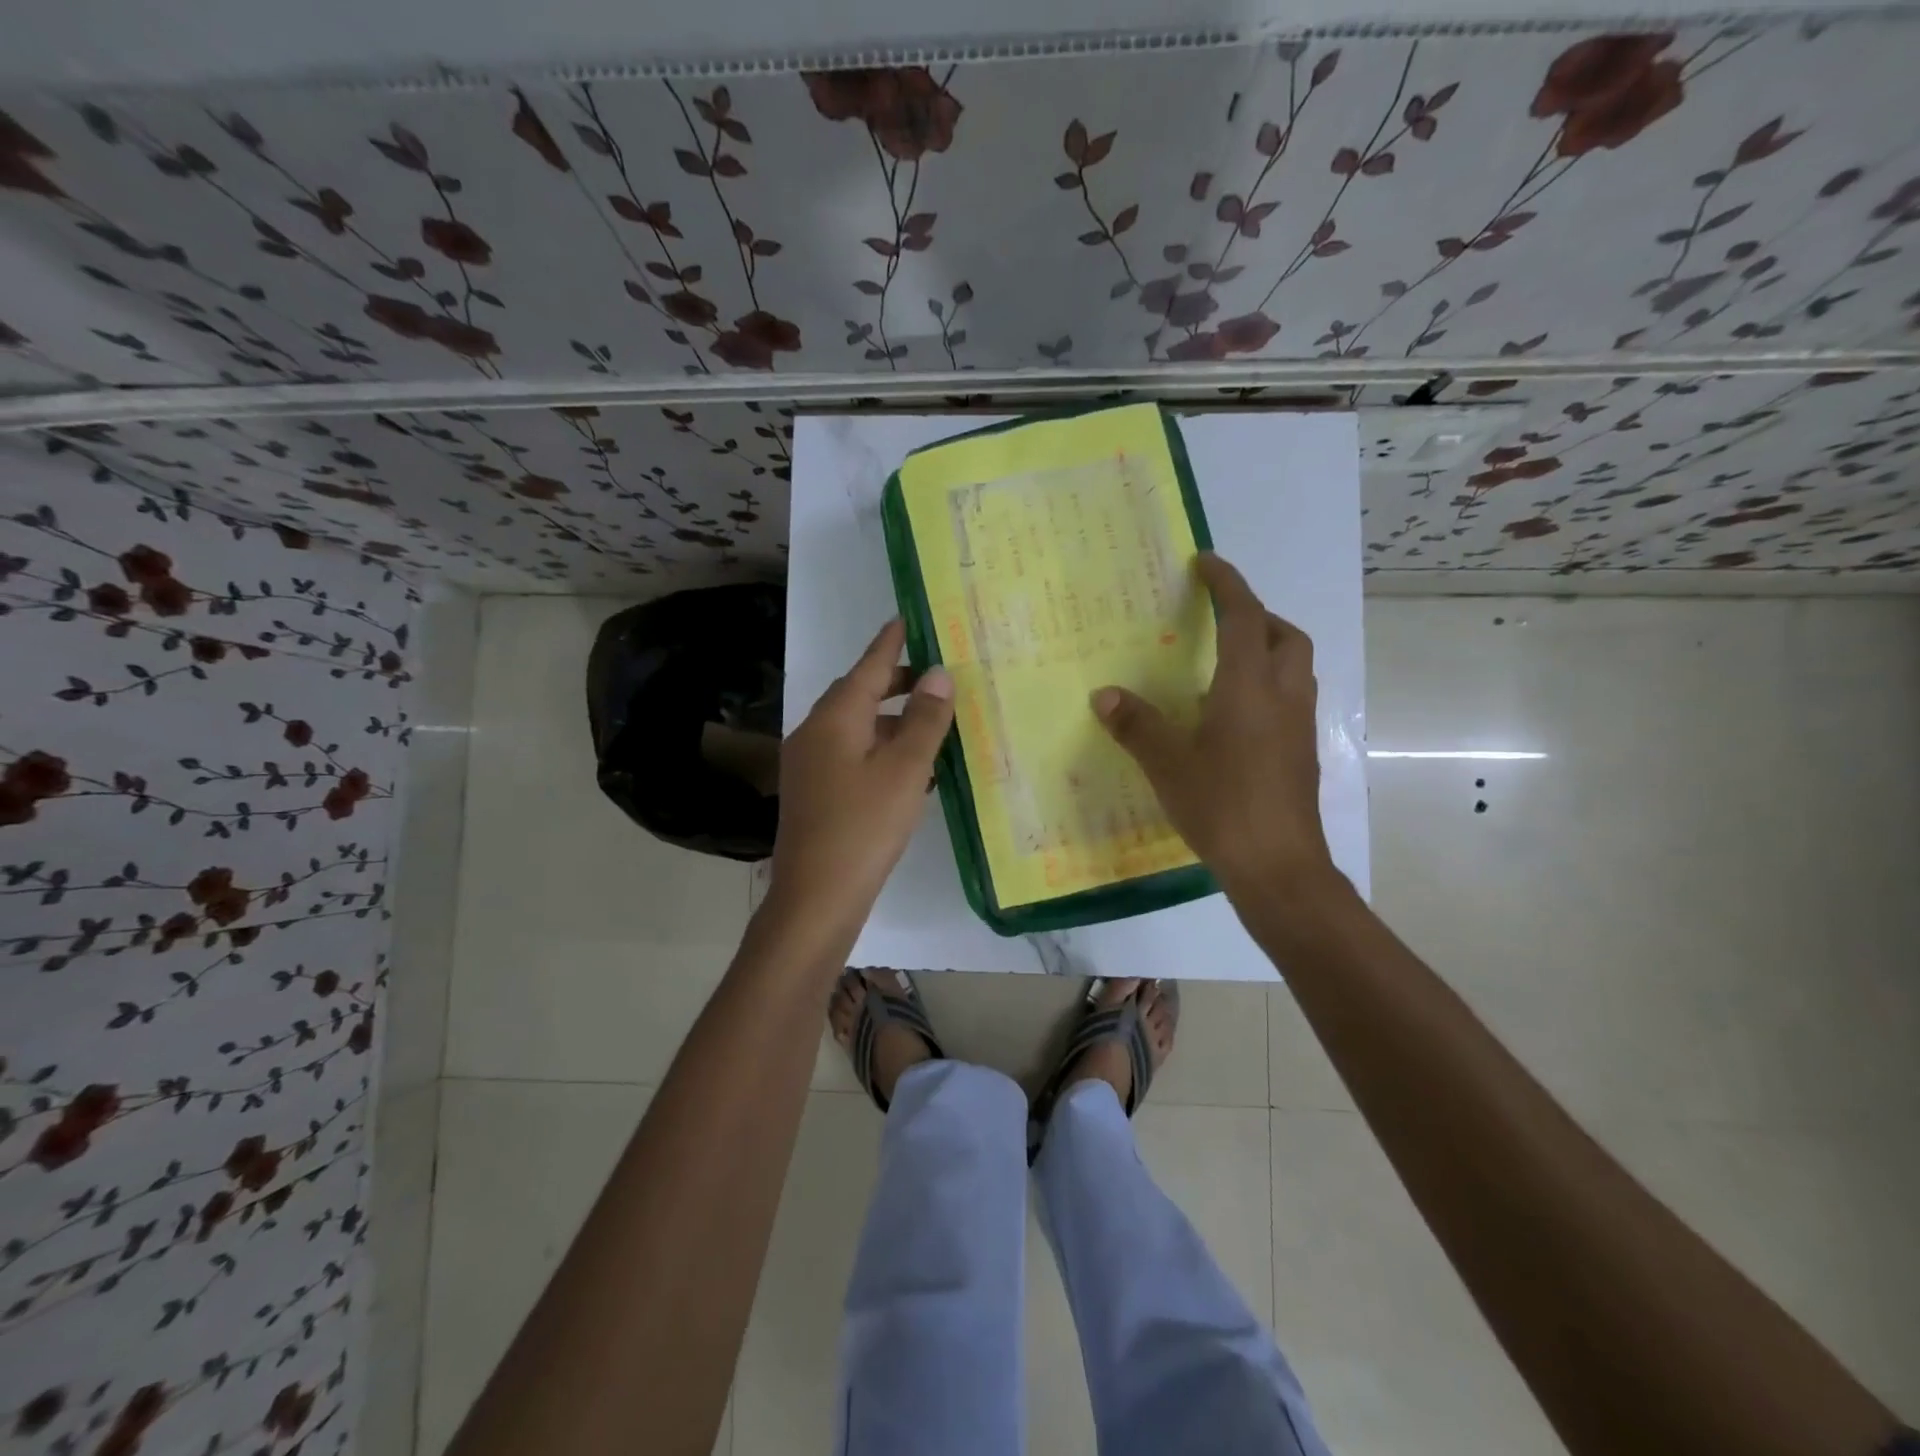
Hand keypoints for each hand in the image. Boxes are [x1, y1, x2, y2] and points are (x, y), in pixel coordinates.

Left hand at [768, 618, 953, 934]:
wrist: (816, 897)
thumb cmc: (864, 826)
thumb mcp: (905, 769)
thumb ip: (924, 719)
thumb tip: (938, 674)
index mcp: (834, 719)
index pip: (867, 667)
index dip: (890, 643)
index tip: (906, 618)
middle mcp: (815, 734)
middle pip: (858, 695)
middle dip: (895, 684)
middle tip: (934, 680)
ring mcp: (810, 765)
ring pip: (857, 728)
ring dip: (892, 722)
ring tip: (933, 725)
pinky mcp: (815, 793)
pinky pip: (852, 756)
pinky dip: (881, 751)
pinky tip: (912, 770)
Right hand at [1092, 552, 1335, 897]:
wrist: (1278, 865)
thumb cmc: (1221, 805)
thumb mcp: (1168, 764)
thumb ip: (1136, 725)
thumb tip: (1104, 695)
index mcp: (1249, 686)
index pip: (1243, 616)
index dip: (1227, 583)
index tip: (1206, 563)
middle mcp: (1283, 696)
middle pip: (1284, 635)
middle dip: (1256, 615)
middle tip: (1220, 620)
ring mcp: (1300, 725)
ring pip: (1294, 667)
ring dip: (1268, 648)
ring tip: (1227, 663)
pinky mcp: (1303, 752)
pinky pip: (1291, 698)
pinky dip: (1269, 685)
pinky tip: (1236, 715)